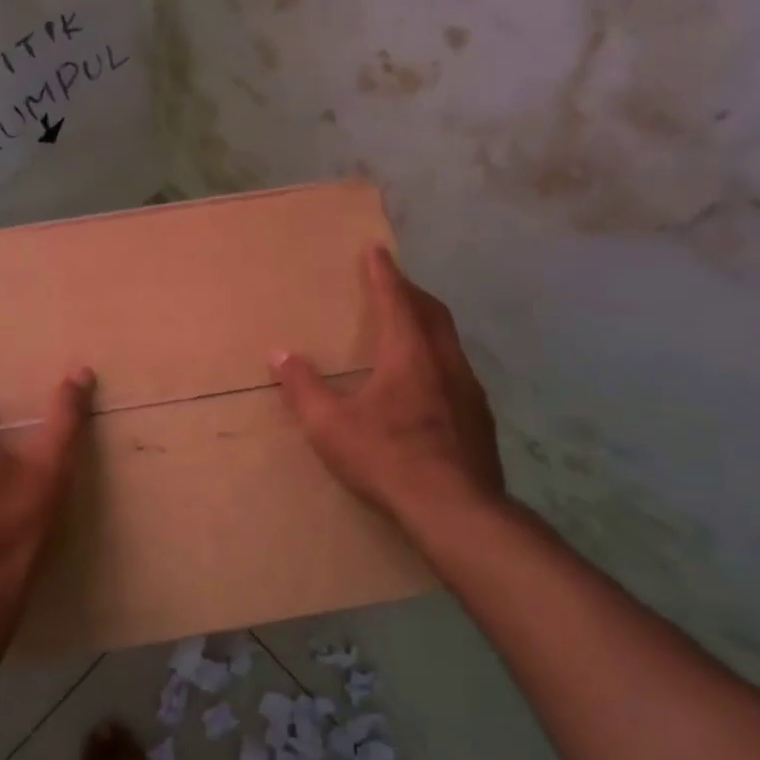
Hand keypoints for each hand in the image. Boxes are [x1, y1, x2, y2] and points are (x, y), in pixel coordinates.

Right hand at [272, 246, 503, 517]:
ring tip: (410, 326)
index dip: (383, 273)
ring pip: (449, 341)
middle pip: (431, 312)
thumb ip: (303, 388)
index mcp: (409, 354)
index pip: (396, 299)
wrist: (455, 510)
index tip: (376, 249)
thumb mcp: (330, 426)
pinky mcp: (480, 418)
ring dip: (428, 324)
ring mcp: (469, 390)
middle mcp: (445, 362)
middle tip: (393, 282)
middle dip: (410, 292)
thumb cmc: (387, 458)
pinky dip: (439, 357)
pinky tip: (429, 382)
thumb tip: (279, 355)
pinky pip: (458, 370)